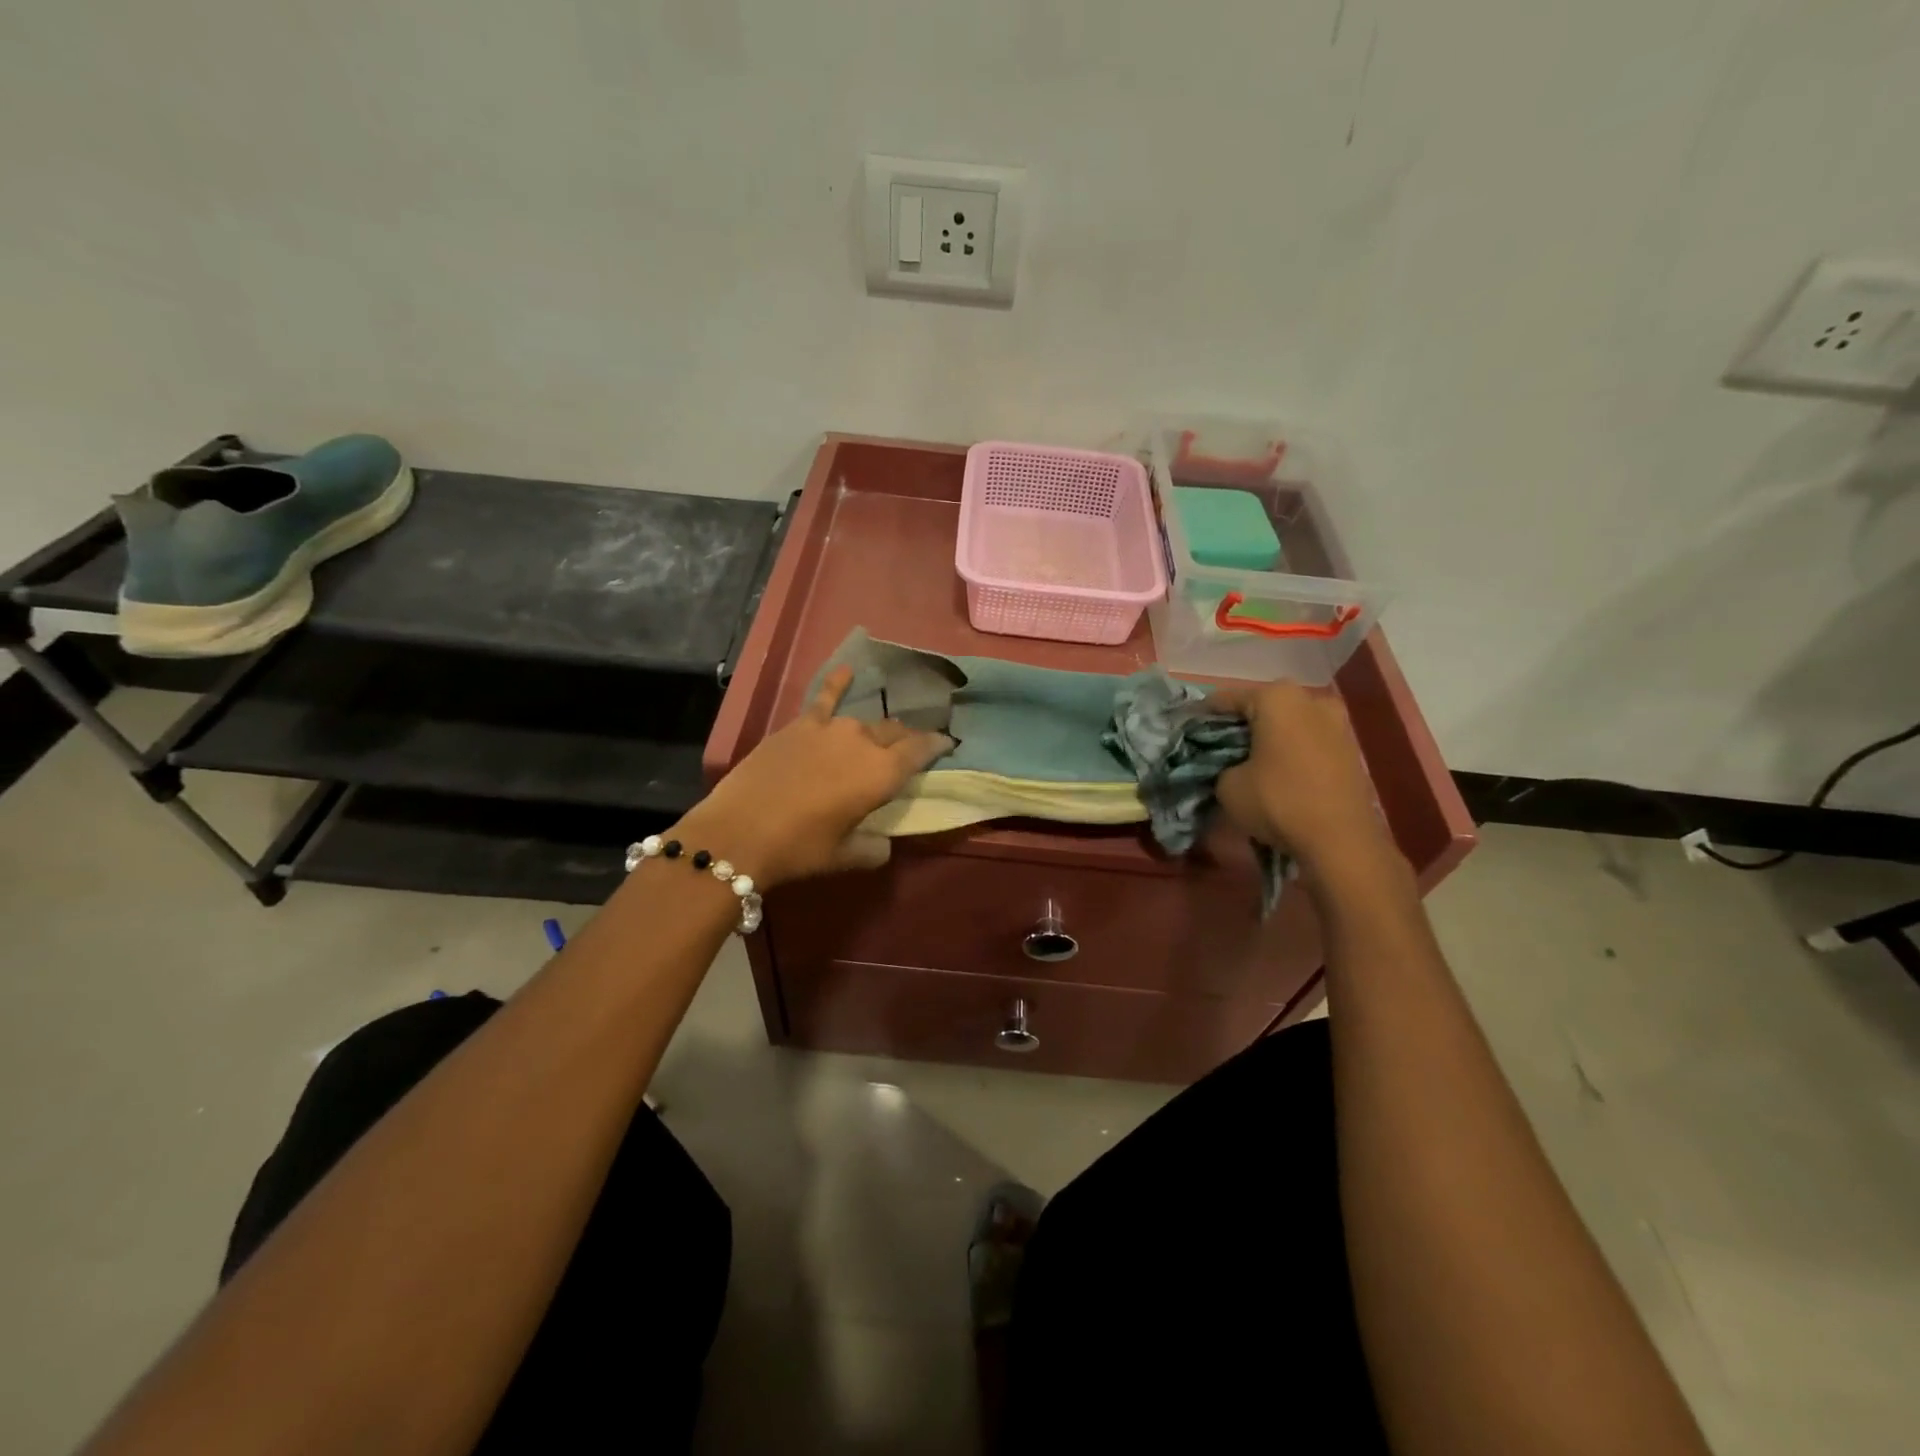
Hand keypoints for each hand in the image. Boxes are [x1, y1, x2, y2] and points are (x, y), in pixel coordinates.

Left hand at [675, 665, 953, 888]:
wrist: (738, 832)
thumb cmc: (799, 849)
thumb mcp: (845, 856)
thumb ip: (874, 848)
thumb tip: (883, 843)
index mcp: (883, 774)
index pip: (922, 749)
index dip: (938, 745)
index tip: (948, 744)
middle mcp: (864, 742)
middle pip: (895, 732)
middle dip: (907, 739)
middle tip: (909, 751)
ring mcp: (830, 728)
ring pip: (864, 721)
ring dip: (874, 730)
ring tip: (878, 735)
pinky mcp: (799, 724)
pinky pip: (825, 698)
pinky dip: (837, 682)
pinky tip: (847, 669)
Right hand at [1211, 681, 1397, 878]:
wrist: (1340, 840)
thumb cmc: (1278, 801)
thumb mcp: (1228, 785)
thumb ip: (1222, 765)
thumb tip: (1230, 767)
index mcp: (1276, 697)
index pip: (1226, 699)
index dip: (1203, 716)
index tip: (1187, 731)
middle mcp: (1310, 699)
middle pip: (1262, 707)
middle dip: (1240, 726)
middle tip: (1218, 748)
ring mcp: (1337, 723)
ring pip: (1288, 724)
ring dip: (1268, 738)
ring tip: (1248, 762)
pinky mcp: (1351, 749)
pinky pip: (1308, 742)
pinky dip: (1290, 751)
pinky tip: (1275, 773)